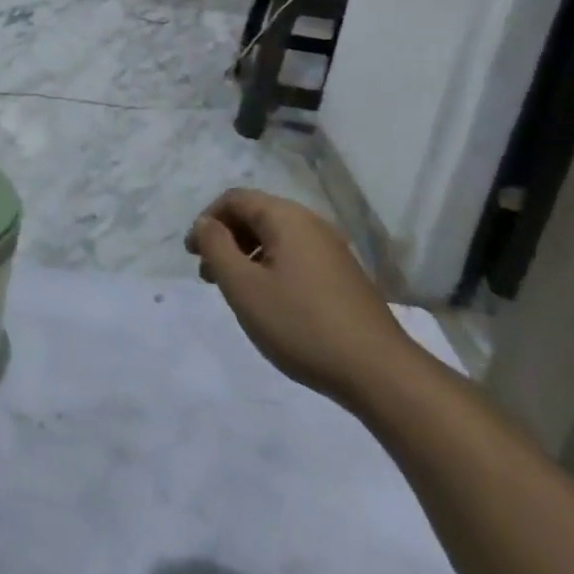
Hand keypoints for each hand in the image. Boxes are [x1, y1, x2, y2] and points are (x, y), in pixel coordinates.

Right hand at [186, 189, 416, 408]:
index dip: (207, 220)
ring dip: (247, 256)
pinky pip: (295, 258)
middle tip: (208, 275)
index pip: (235, 199)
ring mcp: (332, 250)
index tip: (192, 254)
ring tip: (236, 292)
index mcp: (286, 217)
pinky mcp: (344, 277)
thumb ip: (216, 247)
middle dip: (226, 239)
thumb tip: (205, 223)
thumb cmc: (302, 324)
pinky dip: (271, 269)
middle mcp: (311, 224)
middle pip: (256, 216)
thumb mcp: (244, 287)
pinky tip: (271, 304)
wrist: (381, 374)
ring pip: (276, 239)